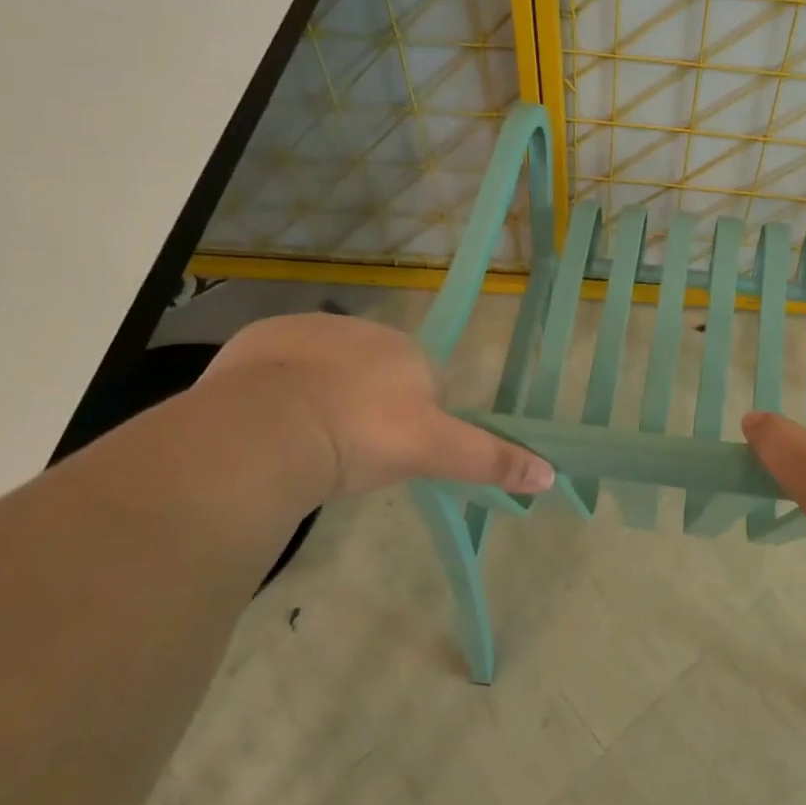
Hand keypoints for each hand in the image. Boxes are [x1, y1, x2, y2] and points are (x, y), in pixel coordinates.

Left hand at [202, 313, 553, 498]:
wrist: (269, 427)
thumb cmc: (363, 435)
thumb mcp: (433, 452)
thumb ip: (490, 459)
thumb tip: (550, 475)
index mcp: (406, 351)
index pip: (424, 384)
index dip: (413, 422)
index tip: (394, 454)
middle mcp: (361, 330)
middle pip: (374, 374)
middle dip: (367, 407)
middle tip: (351, 453)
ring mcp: (305, 330)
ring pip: (325, 369)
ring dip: (323, 397)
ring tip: (308, 444)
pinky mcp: (256, 340)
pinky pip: (277, 368)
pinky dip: (279, 392)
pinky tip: (272, 425)